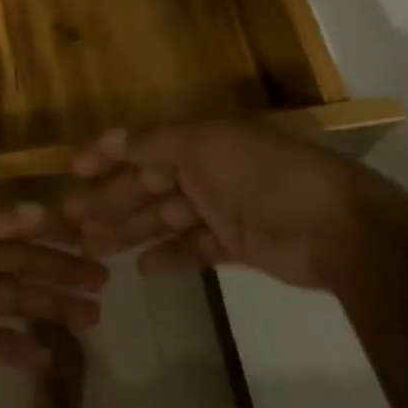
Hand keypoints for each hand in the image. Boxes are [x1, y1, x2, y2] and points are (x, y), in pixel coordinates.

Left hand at [0, 200, 107, 375]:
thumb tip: (41, 211)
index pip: (21, 225)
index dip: (57, 231)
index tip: (95, 237)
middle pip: (26, 264)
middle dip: (65, 271)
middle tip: (106, 282)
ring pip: (17, 301)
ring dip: (52, 308)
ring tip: (93, 318)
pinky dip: (18, 348)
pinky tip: (47, 356)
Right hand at [64, 122, 371, 289]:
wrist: (334, 225)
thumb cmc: (262, 173)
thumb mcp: (204, 145)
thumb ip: (156, 143)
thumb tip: (112, 138)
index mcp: (200, 140)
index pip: (143, 146)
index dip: (109, 156)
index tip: (74, 170)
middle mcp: (208, 170)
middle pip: (149, 185)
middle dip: (111, 199)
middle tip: (73, 220)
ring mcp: (223, 208)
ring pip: (165, 219)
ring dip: (130, 230)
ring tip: (94, 247)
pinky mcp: (237, 245)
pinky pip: (194, 249)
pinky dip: (169, 258)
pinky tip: (142, 269)